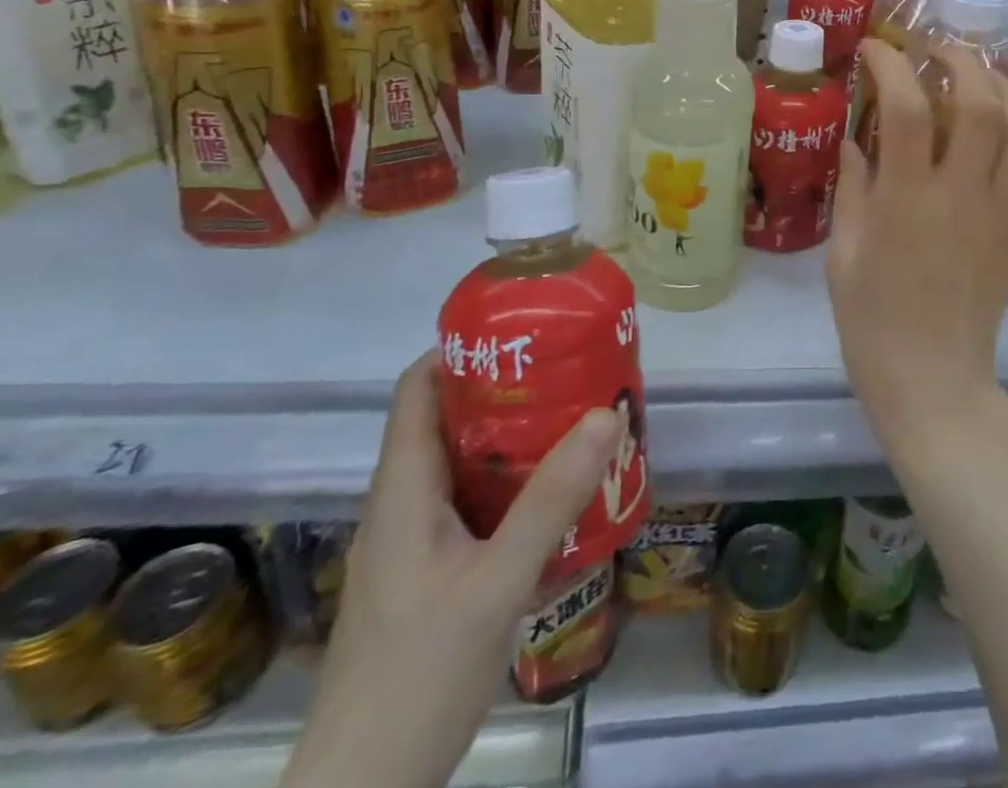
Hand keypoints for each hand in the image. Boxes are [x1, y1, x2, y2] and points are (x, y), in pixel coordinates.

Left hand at [281, 354, 620, 787]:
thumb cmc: (417, 677)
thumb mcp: (496, 583)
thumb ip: (551, 500)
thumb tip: (605, 414)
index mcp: (403, 488)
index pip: (418, 388)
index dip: (462, 347)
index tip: (523, 329)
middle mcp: (405, 503)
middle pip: (449, 418)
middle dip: (509, 387)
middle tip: (571, 370)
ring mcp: (417, 542)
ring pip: (466, 463)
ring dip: (517, 437)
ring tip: (578, 419)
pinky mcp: (433, 574)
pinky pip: (476, 504)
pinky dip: (516, 484)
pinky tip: (561, 494)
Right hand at [826, 39, 1007, 441]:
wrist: (936, 380)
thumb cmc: (873, 322)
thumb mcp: (844, 254)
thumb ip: (854, 189)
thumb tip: (856, 140)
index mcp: (906, 200)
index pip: (906, 109)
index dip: (891, 65)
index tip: (875, 48)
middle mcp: (960, 193)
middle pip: (979, 103)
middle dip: (960, 59)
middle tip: (936, 47)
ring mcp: (999, 209)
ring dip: (999, 86)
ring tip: (976, 71)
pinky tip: (1001, 123)